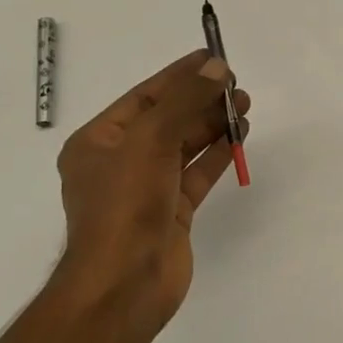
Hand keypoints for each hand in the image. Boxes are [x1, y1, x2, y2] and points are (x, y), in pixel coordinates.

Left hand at [51, 49, 251, 337]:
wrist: (125, 283)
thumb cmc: (125, 205)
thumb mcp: (150, 141)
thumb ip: (185, 102)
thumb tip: (217, 69)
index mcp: (98, 142)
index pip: (144, 97)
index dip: (179, 76)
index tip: (213, 58)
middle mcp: (120, 162)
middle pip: (167, 120)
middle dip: (201, 101)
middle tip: (237, 85)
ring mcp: (147, 189)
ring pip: (185, 147)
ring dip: (212, 126)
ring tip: (244, 106)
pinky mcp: (172, 212)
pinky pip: (197, 174)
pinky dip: (217, 155)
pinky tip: (239, 139)